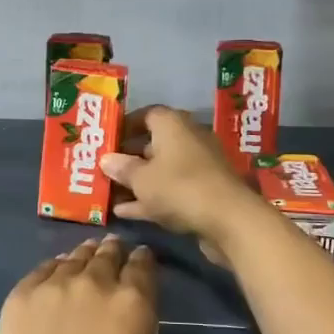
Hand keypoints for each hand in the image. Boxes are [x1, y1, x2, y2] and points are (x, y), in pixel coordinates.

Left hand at [0, 236, 194, 333]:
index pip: (143, 264)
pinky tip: (55, 277)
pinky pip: (43, 270)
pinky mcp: (21, 295)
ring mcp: (54, 286)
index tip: (142, 261)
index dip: (144, 259)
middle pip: (108, 253)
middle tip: (114, 257)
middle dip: (114, 253)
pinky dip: (54, 270)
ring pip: (75, 257)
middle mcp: (95, 282)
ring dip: (85, 257)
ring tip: (86, 261)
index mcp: (134, 303)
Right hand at [98, 105, 268, 256]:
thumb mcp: (141, 179)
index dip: (125, 125)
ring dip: (138, 181)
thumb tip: (106, 159)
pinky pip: (171, 190)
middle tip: (104, 168)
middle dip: (128, 157)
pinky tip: (125, 212)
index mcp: (172, 124)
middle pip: (153, 143)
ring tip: (110, 193)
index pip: (146, 114)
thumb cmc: (178, 187)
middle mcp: (187, 139)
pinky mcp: (204, 192)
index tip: (106, 140)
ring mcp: (198, 167)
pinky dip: (151, 198)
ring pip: (161, 170)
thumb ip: (122, 168)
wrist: (229, 219)